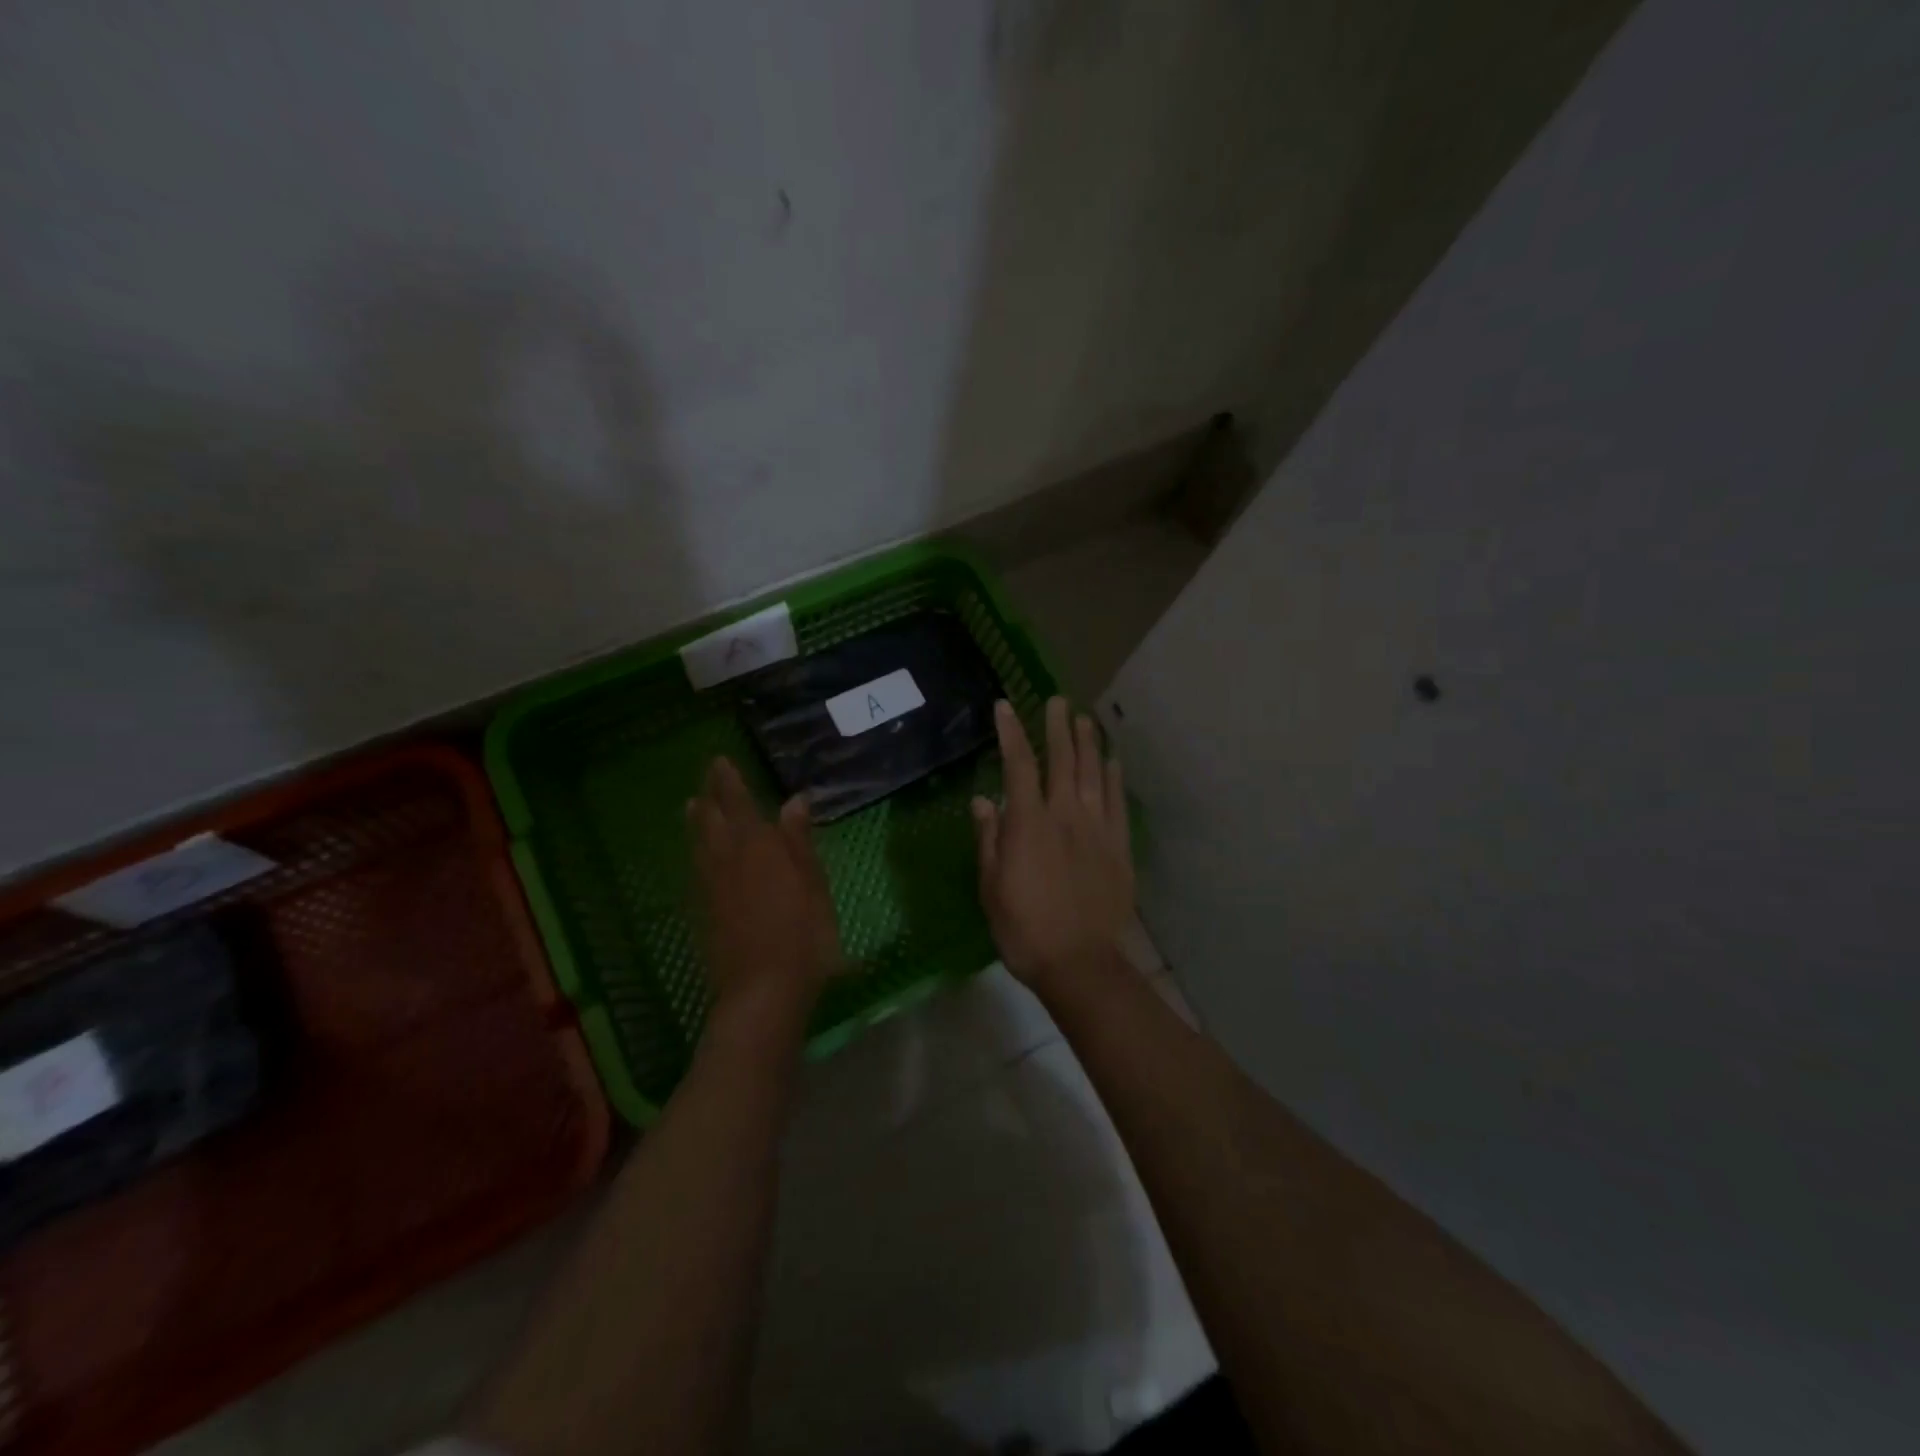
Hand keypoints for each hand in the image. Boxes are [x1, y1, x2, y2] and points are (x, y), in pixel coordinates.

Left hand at [688, 757, 840, 1024]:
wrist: (762, 990)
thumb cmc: (802, 936)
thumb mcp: (814, 886)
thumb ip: (799, 842)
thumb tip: (794, 800)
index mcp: (760, 847)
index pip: (740, 804)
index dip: (730, 782)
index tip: (720, 761)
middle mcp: (729, 859)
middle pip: (713, 820)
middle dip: (711, 796)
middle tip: (707, 777)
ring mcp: (712, 887)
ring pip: (700, 843)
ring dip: (697, 821)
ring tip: (693, 805)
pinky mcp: (704, 911)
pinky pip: (697, 868)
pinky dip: (696, 850)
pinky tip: (699, 854)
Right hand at [972, 697, 1134, 994]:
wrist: (1080, 962)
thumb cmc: (1024, 928)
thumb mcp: (991, 886)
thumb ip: (989, 839)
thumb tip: (983, 801)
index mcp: (1029, 823)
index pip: (1018, 766)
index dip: (1011, 734)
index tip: (1005, 707)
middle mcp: (1065, 816)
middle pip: (1062, 761)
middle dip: (1057, 728)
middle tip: (1057, 701)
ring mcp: (1097, 829)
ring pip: (1093, 775)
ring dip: (1088, 744)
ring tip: (1084, 720)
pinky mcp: (1119, 848)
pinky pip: (1117, 804)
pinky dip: (1115, 779)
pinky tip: (1113, 762)